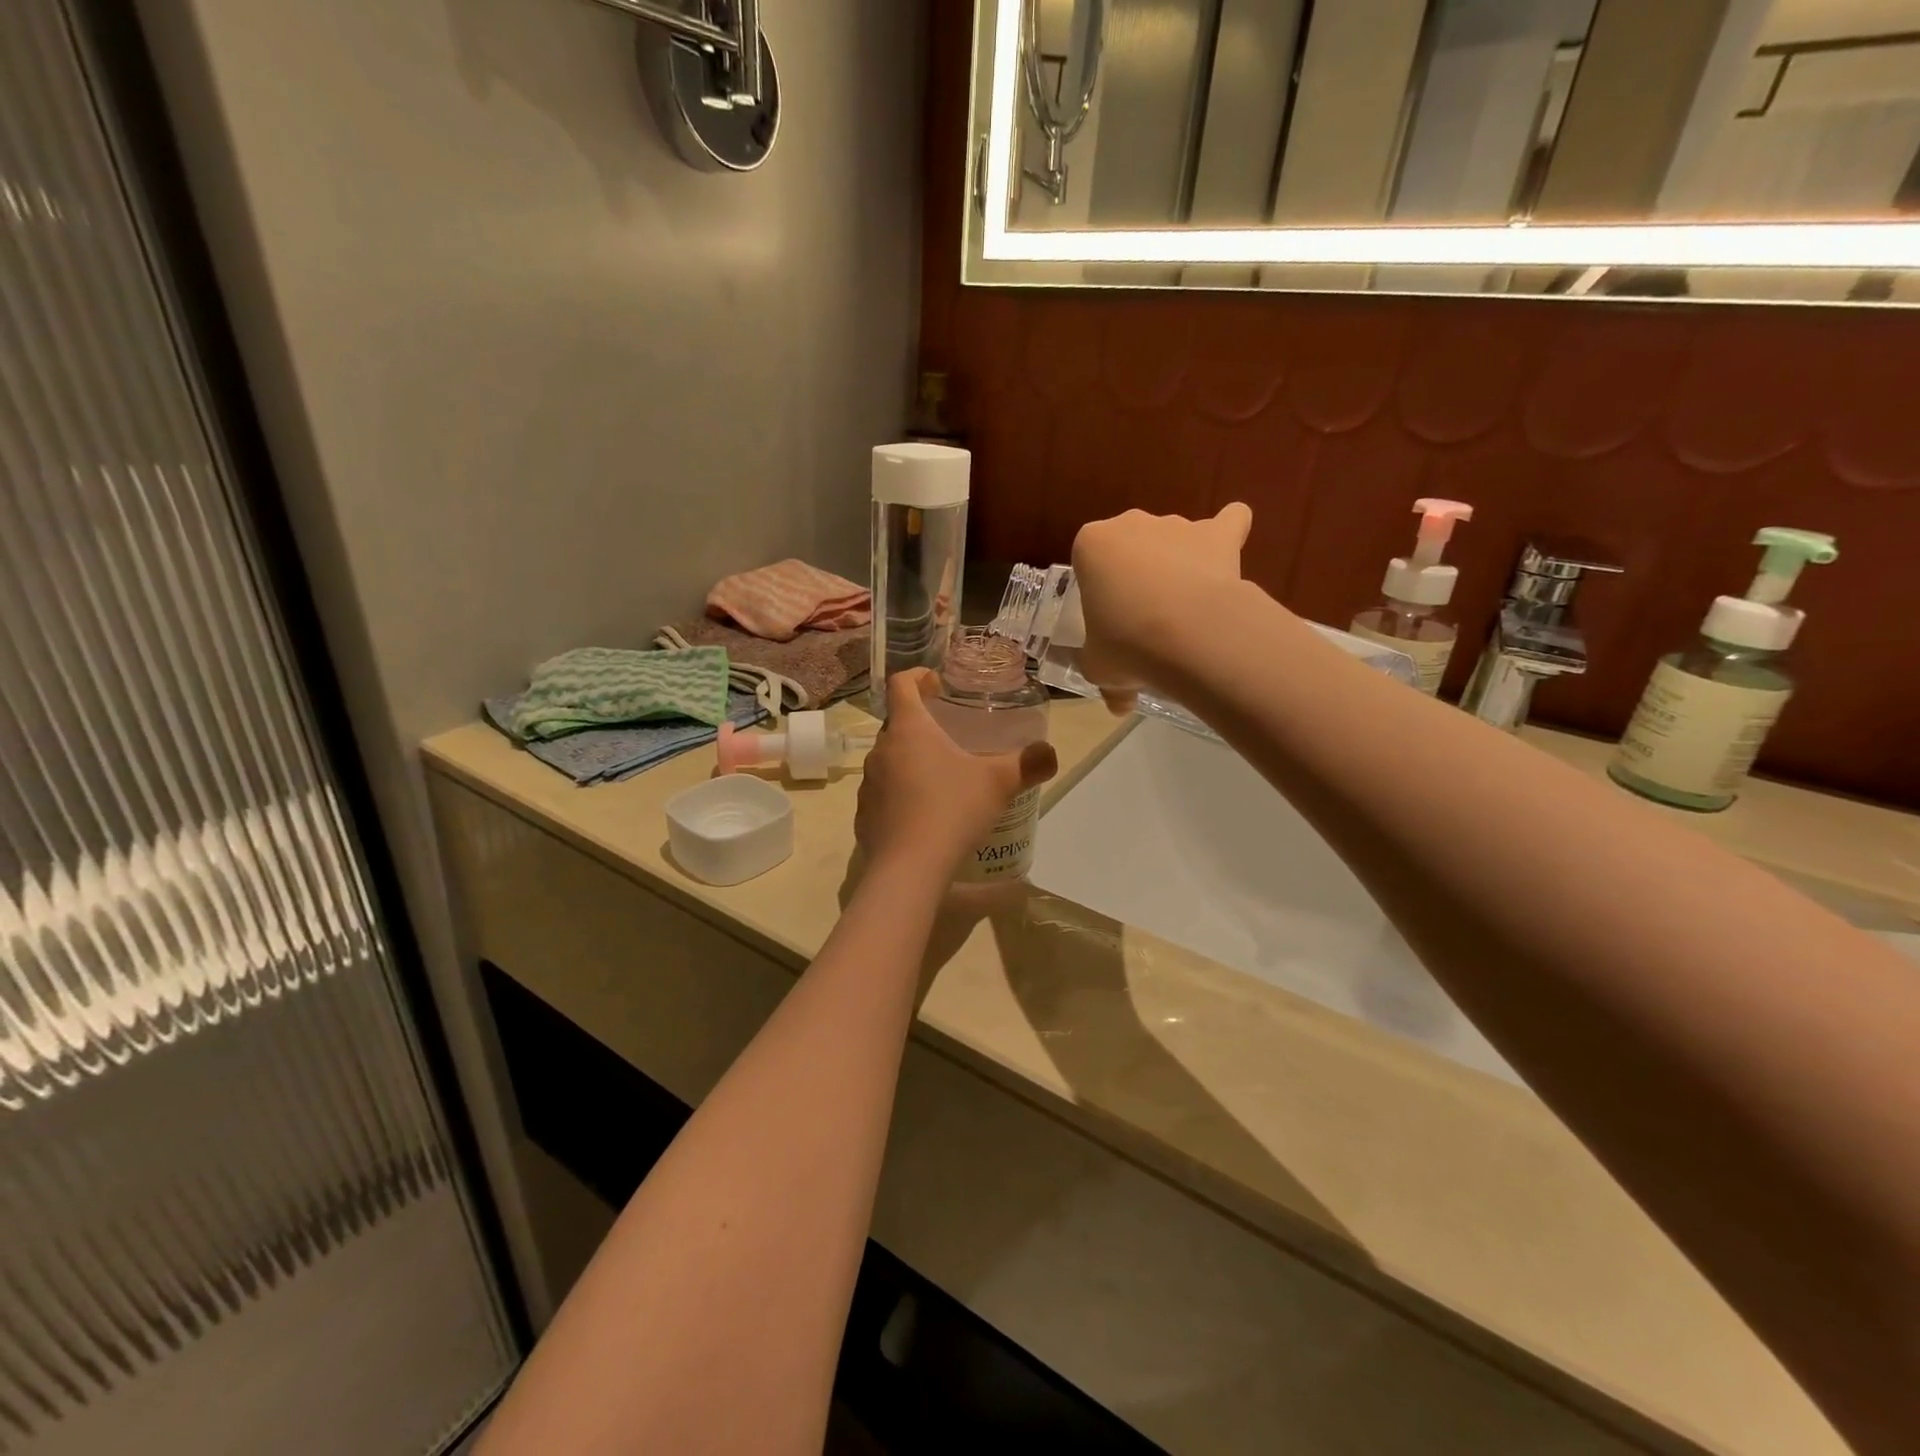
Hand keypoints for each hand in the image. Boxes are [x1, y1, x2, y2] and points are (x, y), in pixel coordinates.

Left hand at [856, 670, 1057, 882]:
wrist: (909, 868)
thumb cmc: (952, 810)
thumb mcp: (999, 783)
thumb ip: (1029, 763)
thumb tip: (1050, 754)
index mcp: (909, 729)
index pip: (902, 684)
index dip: (918, 676)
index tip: (936, 683)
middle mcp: (881, 750)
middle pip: (897, 724)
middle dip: (921, 725)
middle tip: (950, 738)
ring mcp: (868, 784)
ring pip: (889, 761)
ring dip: (910, 762)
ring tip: (939, 780)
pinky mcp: (863, 815)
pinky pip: (882, 795)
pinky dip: (900, 797)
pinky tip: (922, 816)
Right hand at [1071, 504, 1252, 713]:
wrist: (1186, 634)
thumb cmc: (1125, 644)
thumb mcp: (1100, 668)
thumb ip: (1107, 681)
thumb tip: (1119, 706)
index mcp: (1091, 545)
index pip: (1089, 561)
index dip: (1099, 590)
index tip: (1109, 618)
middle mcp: (1132, 523)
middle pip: (1131, 545)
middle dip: (1136, 573)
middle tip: (1143, 618)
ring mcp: (1177, 525)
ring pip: (1174, 538)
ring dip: (1177, 563)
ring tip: (1186, 607)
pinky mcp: (1218, 534)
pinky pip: (1229, 522)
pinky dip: (1229, 533)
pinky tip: (1227, 558)